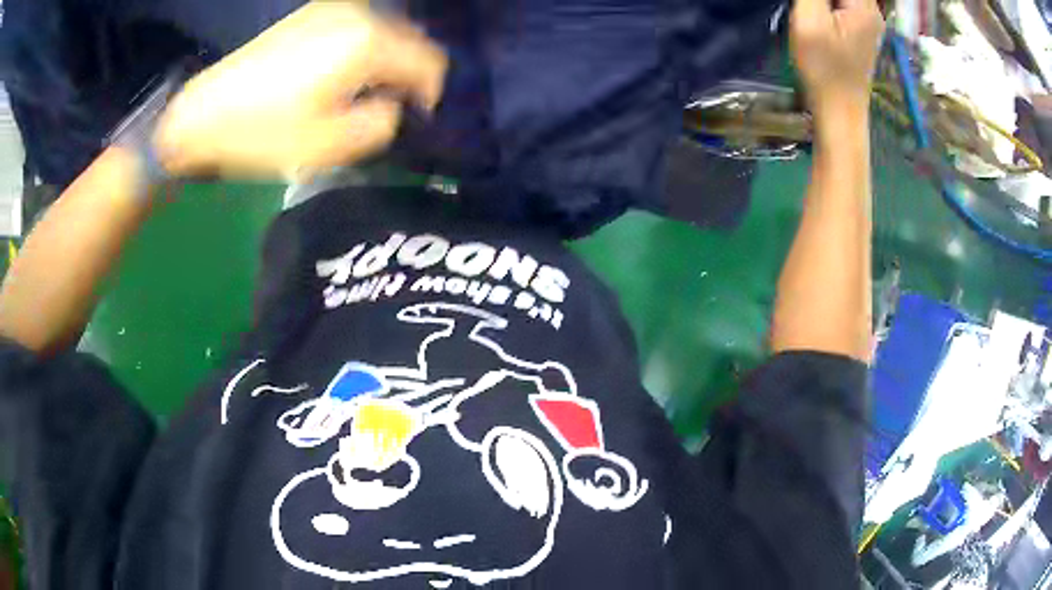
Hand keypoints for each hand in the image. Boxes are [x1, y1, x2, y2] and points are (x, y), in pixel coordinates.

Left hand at [155, 2, 446, 178]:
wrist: (202, 114)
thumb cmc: (262, 133)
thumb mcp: (329, 146)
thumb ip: (382, 124)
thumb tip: (393, 106)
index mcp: (367, 42)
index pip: (430, 63)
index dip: (430, 95)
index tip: (414, 121)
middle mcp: (358, 13)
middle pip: (411, 41)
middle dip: (408, 75)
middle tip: (387, 109)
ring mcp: (332, 8)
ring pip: (386, 31)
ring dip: (387, 61)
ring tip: (363, 93)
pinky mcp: (312, 12)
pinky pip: (359, 26)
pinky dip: (364, 49)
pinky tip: (341, 73)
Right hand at [790, 0, 884, 115]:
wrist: (839, 111)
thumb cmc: (824, 68)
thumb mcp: (809, 19)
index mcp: (864, 5)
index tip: (811, 5)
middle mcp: (871, 9)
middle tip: (809, 8)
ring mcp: (867, 20)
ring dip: (822, 2)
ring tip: (812, 12)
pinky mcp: (860, 28)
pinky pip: (843, 3)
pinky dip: (827, 4)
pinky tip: (816, 11)